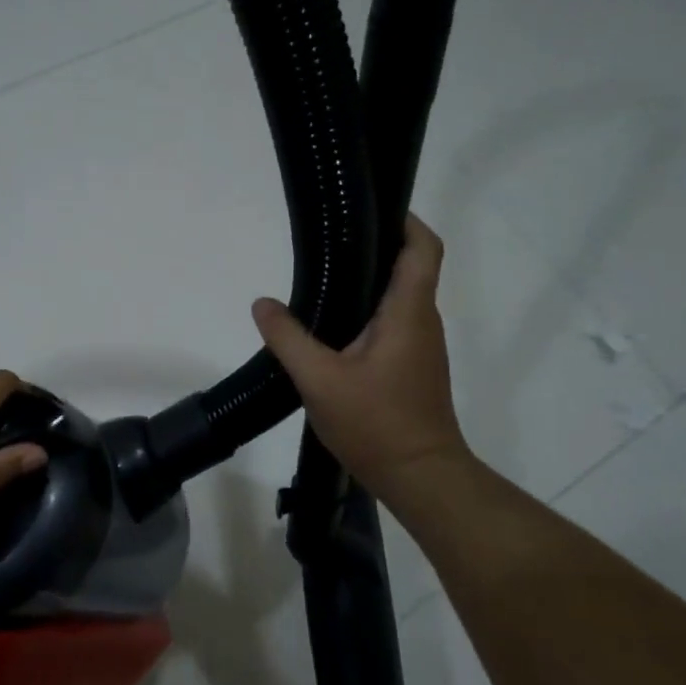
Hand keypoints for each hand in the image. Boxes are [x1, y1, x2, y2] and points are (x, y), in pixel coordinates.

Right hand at [252, 214, 472, 506]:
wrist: (421, 478)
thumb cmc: (377, 424)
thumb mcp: (320, 380)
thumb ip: (288, 339)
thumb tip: (262, 304)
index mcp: (408, 313)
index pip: (423, 248)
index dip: (406, 220)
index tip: (374, 207)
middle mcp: (422, 322)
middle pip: (410, 268)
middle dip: (377, 247)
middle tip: (331, 239)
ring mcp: (420, 347)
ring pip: (400, 299)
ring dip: (370, 283)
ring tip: (325, 277)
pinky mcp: (413, 368)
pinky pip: (394, 324)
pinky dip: (369, 313)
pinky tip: (334, 327)